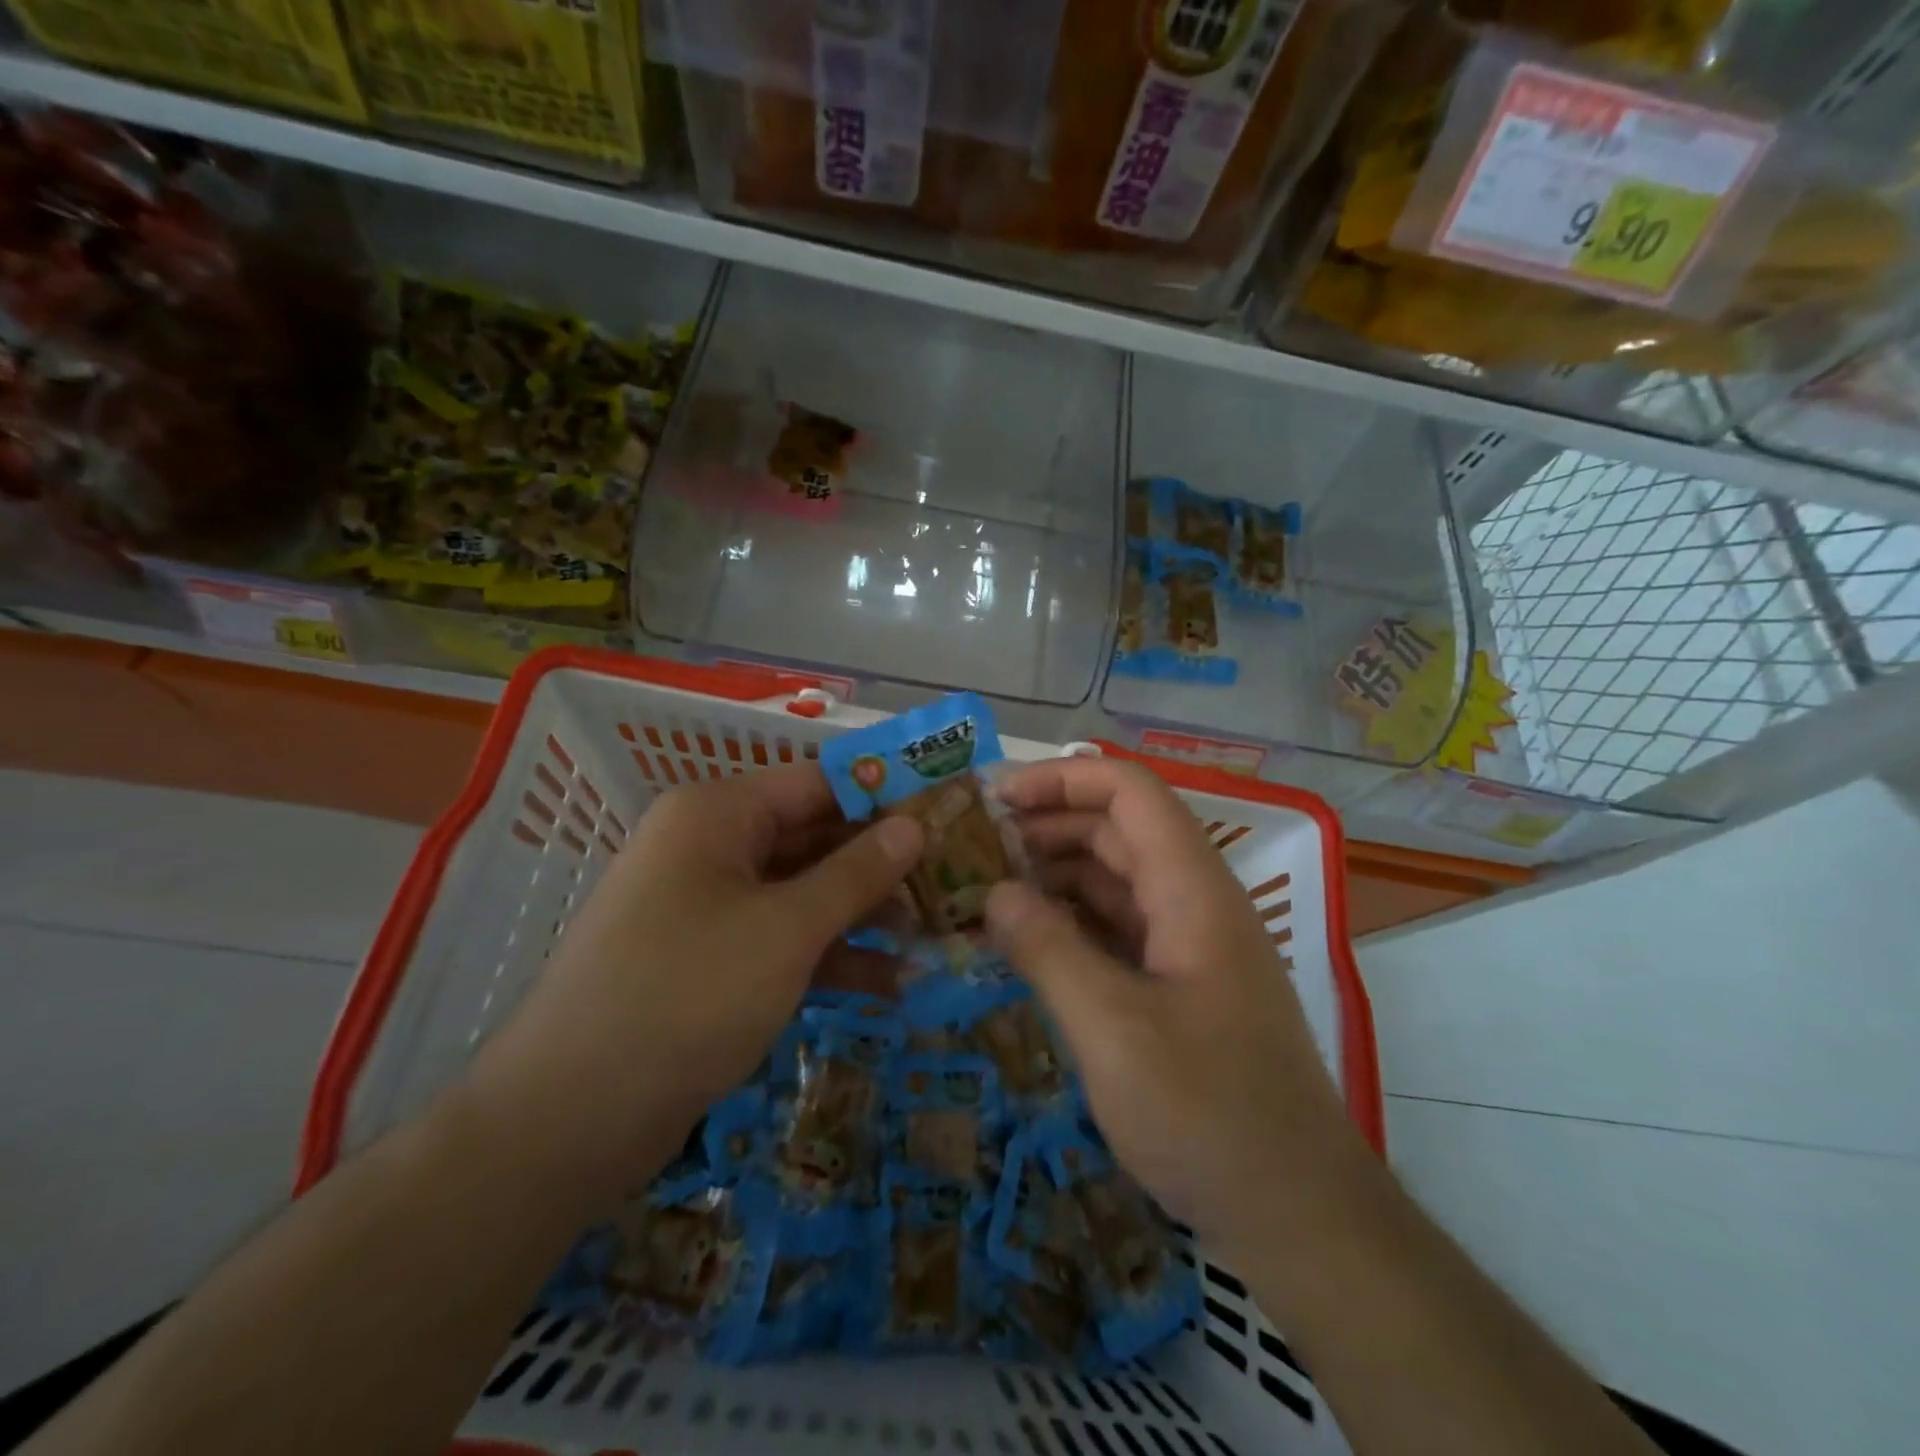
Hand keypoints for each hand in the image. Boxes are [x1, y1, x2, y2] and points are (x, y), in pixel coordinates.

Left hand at [467, 763, 922, 1203]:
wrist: (568, 1120)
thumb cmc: (687, 994)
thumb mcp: (787, 928)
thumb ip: (856, 872)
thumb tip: (914, 824)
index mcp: (717, 814)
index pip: (818, 782)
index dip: (884, 794)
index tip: (947, 810)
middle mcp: (710, 848)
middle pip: (814, 838)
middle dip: (881, 863)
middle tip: (953, 879)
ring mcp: (708, 908)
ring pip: (803, 893)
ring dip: (864, 914)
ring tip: (933, 934)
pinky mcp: (711, 962)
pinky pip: (782, 941)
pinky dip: (831, 957)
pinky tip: (891, 984)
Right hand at [985, 757, 1365, 1263]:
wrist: (1297, 1215)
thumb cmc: (1208, 1114)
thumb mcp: (1112, 1029)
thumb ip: (1048, 949)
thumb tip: (994, 892)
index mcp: (1192, 890)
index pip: (1130, 793)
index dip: (1062, 780)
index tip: (994, 799)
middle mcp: (1194, 902)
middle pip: (1117, 830)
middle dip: (1045, 826)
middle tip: (972, 848)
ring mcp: (1188, 945)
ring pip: (1114, 881)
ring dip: (1052, 876)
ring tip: (983, 890)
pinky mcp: (1178, 985)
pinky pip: (1116, 930)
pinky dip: (1069, 924)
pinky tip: (1023, 940)